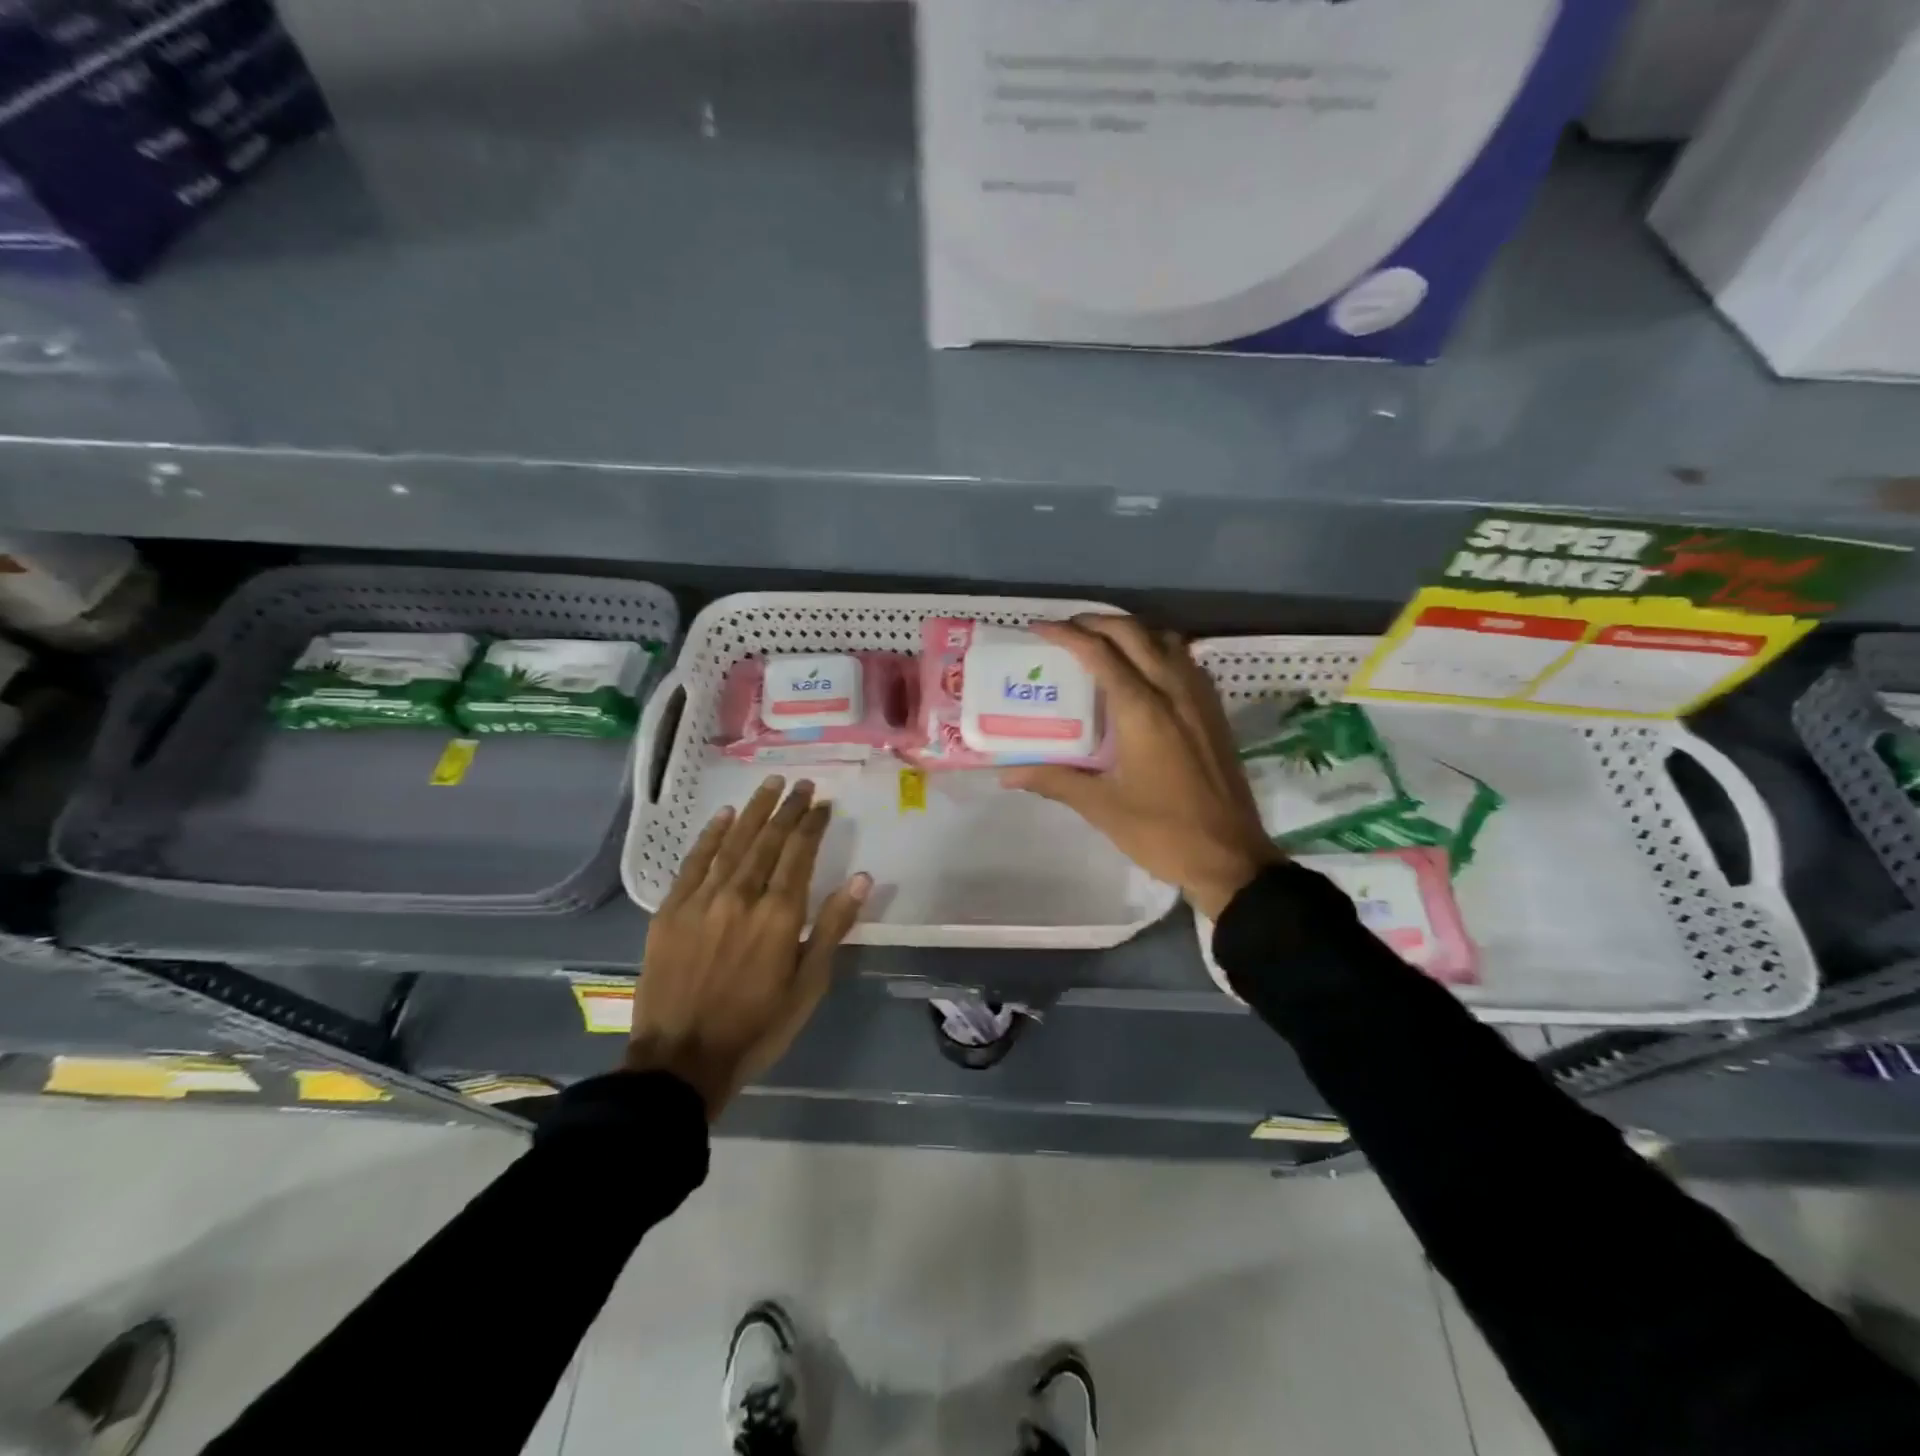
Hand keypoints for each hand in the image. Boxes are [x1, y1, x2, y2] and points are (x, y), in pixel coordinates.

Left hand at [627, 776, 869, 1118]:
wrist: (681, 1060)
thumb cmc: (757, 1026)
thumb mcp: (808, 985)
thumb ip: (833, 927)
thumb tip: (861, 879)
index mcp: (779, 915)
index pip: (800, 853)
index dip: (812, 824)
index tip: (823, 803)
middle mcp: (742, 896)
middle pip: (768, 840)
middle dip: (787, 809)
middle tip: (801, 784)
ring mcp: (702, 900)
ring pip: (733, 843)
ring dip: (754, 811)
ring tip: (770, 785)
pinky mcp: (671, 910)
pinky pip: (694, 862)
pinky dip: (711, 836)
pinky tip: (724, 816)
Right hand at [1000, 616, 1279, 919]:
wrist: (1231, 858)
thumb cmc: (1162, 832)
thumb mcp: (1101, 808)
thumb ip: (1054, 780)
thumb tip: (1005, 773)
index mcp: (1142, 710)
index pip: (1100, 653)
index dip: (1066, 634)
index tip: (1038, 629)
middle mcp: (1173, 691)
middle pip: (1134, 633)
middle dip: (1096, 622)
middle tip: (1066, 631)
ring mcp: (1199, 699)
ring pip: (1165, 639)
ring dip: (1131, 631)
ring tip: (1102, 643)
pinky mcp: (1214, 712)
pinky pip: (1184, 660)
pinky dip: (1158, 649)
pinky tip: (1144, 671)